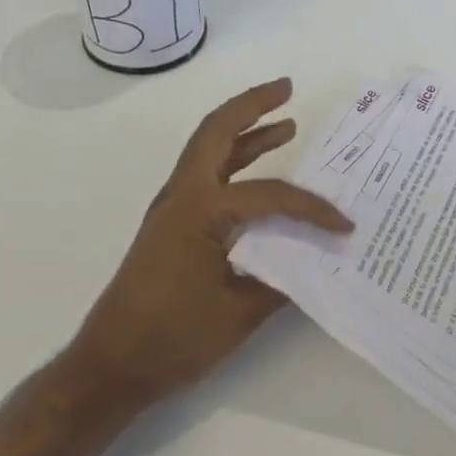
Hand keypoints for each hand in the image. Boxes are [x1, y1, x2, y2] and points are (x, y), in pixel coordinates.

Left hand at [70, 78, 349, 410]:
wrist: (111, 366)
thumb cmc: (172, 338)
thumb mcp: (238, 312)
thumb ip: (282, 280)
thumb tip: (318, 260)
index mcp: (200, 210)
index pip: (269, 195)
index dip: (311, 208)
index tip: (343, 226)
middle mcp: (183, 195)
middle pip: (218, 131)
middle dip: (253, 105)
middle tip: (288, 88)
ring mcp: (173, 208)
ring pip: (211, 151)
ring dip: (245, 131)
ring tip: (285, 121)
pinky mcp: (172, 225)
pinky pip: (209, 178)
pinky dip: (235, 163)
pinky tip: (258, 172)